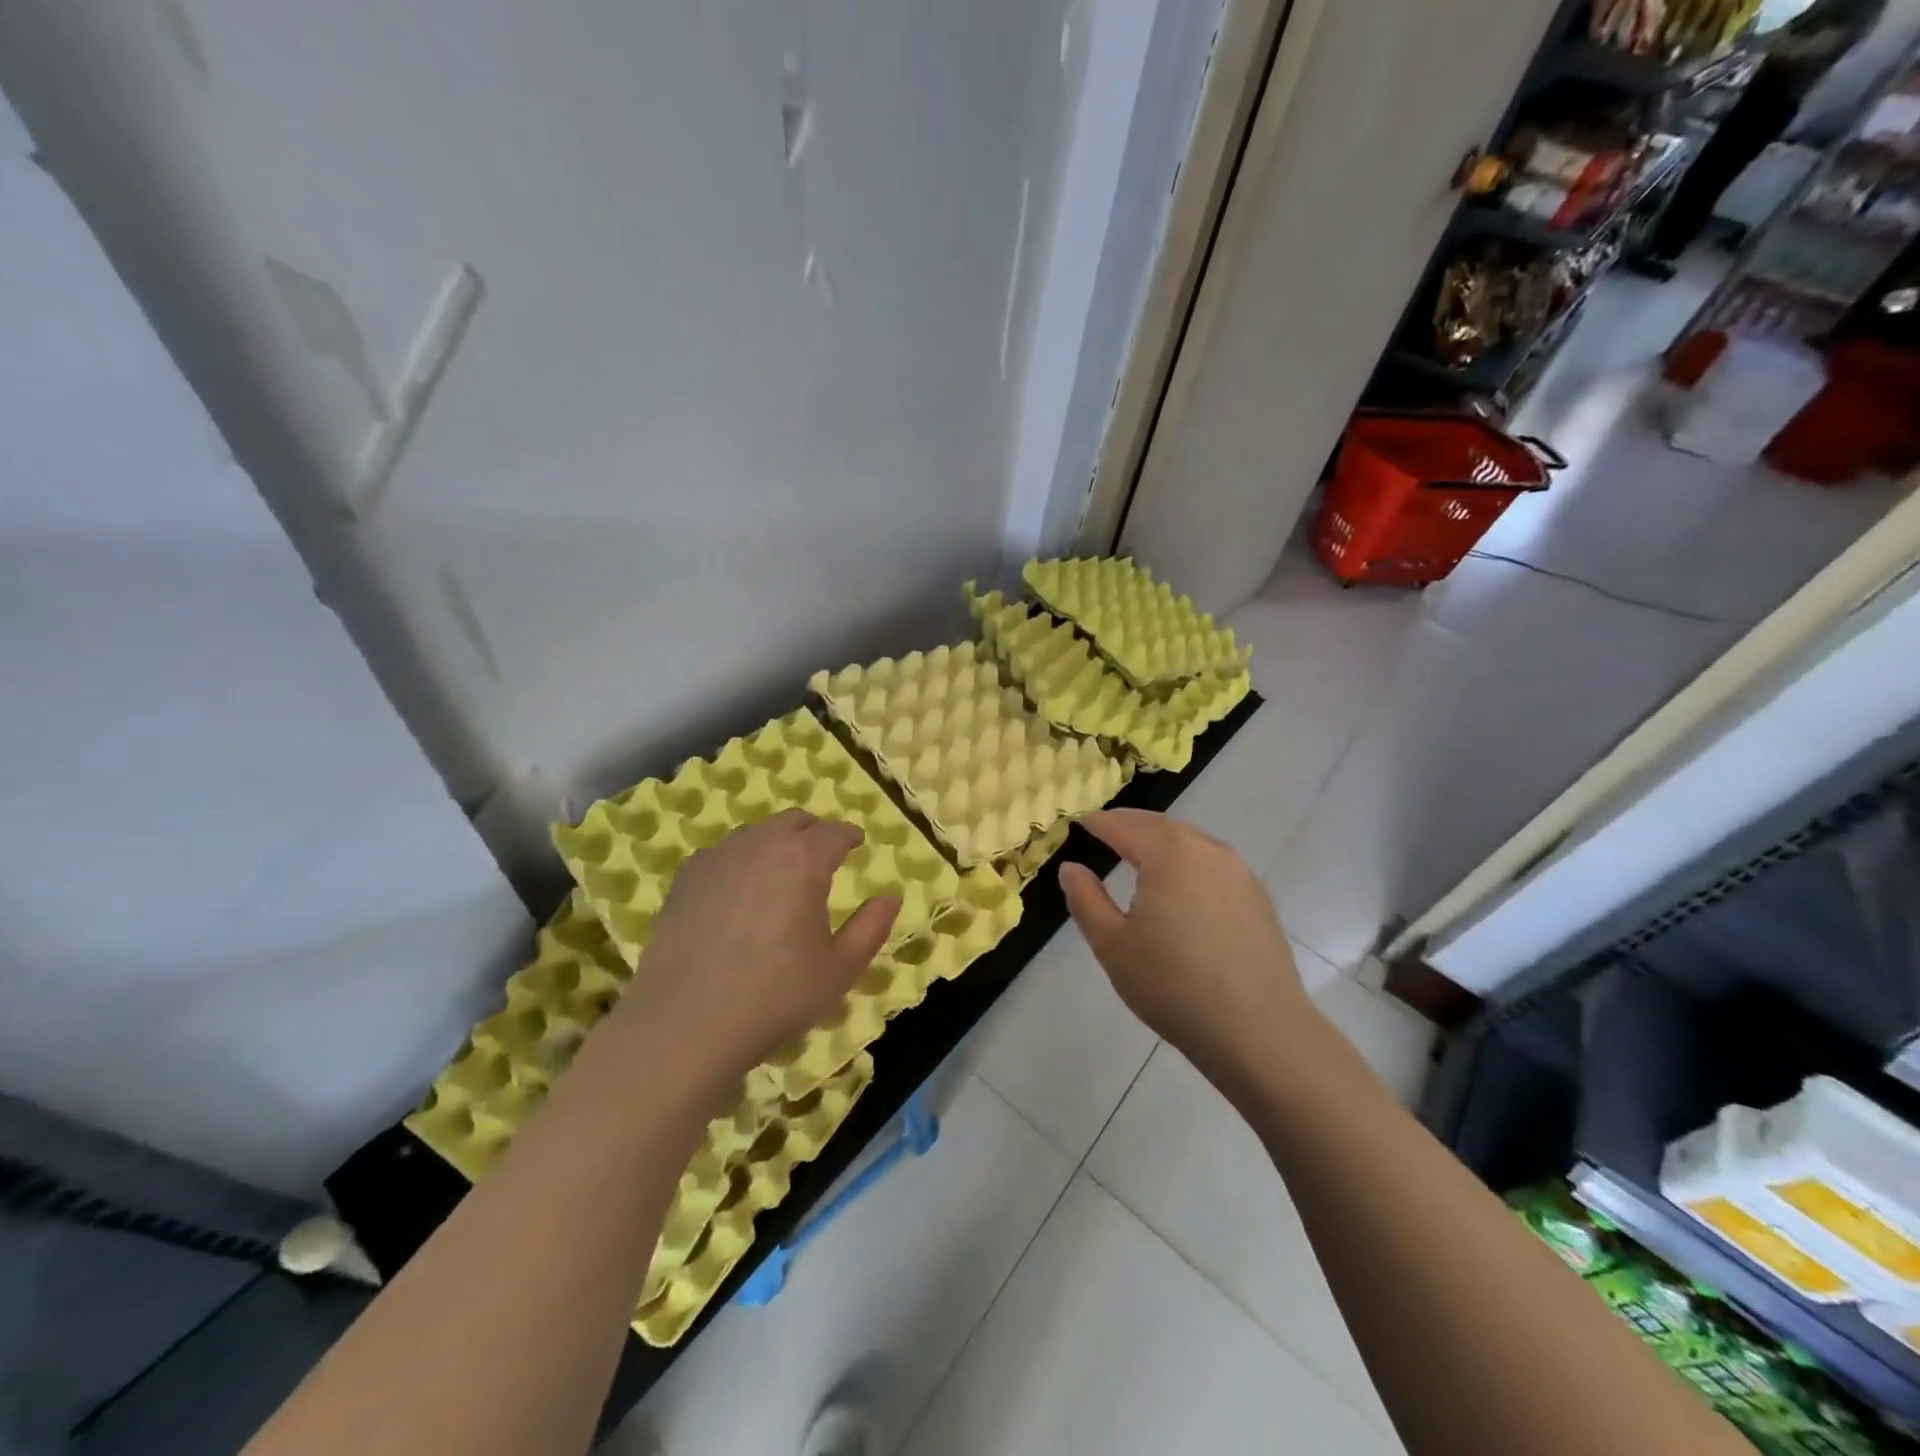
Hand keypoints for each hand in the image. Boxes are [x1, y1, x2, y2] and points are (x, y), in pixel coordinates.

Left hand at [609, 810, 899, 1088]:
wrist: (685, 1021)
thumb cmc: (776, 994)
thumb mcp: (840, 969)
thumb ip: (871, 928)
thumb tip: (890, 898)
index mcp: (805, 859)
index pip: (835, 832)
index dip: (849, 836)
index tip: (856, 844)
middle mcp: (761, 844)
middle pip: (793, 821)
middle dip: (813, 832)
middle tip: (822, 856)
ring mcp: (718, 856)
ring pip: (756, 834)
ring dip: (775, 844)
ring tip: (780, 876)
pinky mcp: (686, 877)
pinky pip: (723, 854)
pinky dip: (740, 862)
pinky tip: (738, 894)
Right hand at [1059, 810, 1313, 1084]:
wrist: (1258, 1029)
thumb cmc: (1173, 985)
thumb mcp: (1112, 945)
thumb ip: (1086, 900)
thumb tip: (1071, 868)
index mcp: (1167, 854)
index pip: (1123, 825)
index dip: (1098, 823)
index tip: (1079, 823)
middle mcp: (1205, 850)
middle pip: (1160, 825)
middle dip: (1130, 824)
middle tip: (1105, 831)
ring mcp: (1238, 871)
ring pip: (1190, 841)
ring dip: (1161, 840)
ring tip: (1140, 854)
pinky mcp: (1257, 896)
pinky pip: (1213, 862)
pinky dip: (1188, 860)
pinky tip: (1181, 885)